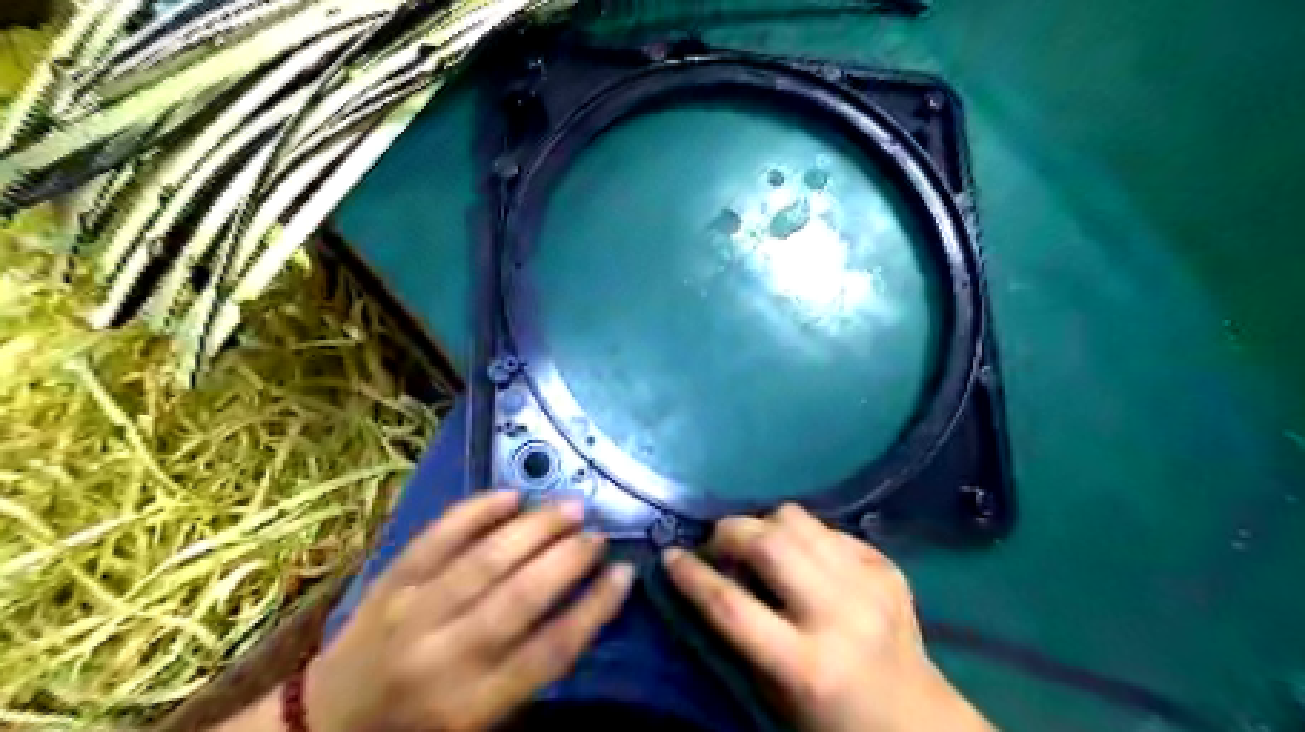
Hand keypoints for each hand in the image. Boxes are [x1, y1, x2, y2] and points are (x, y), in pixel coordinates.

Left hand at [307, 489, 632, 730]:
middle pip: (521, 597)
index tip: (624, 574)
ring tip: (570, 507)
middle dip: (569, 559)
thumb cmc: (419, 727)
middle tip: (598, 534)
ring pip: (484, 560)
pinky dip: (476, 511)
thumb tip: (581, 606)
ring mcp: (412, 612)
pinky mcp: (390, 583)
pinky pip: (437, 538)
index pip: (550, 650)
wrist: (325, 726)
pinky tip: (511, 496)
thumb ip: (529, 670)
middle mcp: (444, 656)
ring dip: (534, 528)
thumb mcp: (482, 722)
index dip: (595, 608)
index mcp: (473, 704)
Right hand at [666, 503, 996, 730]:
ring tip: (756, 544)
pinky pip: (827, 528)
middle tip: (715, 544)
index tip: (670, 556)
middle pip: (768, 545)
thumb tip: (707, 574)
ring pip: (796, 519)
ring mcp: (869, 583)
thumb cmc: (832, 721)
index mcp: (806, 666)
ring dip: (763, 524)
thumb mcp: (775, 694)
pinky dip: (802, 535)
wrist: (917, 720)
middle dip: (728, 532)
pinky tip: (801, 558)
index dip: (692, 576)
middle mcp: (840, 615)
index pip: (732, 606)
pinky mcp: (886, 565)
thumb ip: (739, 635)